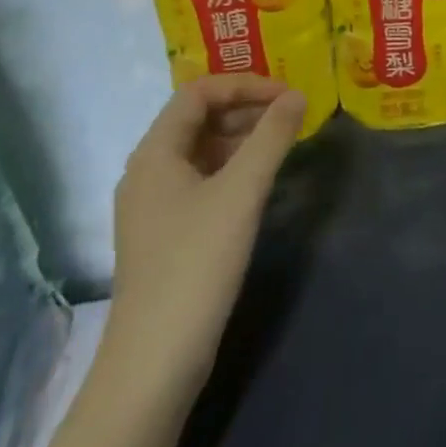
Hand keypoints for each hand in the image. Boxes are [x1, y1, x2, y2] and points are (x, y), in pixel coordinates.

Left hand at [105, 75, 304, 393]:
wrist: (154, 363)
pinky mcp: (165, 233)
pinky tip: (260, 182)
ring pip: (201, 150)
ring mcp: (153, 205)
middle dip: (246, 108)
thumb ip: (272, 137)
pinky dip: (233, 167)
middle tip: (290, 116)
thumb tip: (298, 96)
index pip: (198, 92)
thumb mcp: (242, 192)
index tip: (287, 95)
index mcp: (155, 153)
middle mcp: (147, 171)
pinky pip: (201, 179)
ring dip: (242, 137)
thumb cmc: (197, 263)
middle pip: (198, 118)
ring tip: (283, 143)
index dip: (245, 84)